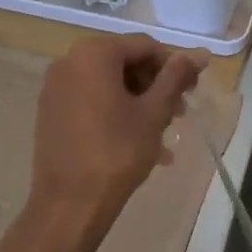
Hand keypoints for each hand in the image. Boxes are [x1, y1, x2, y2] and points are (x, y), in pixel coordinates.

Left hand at [26, 35, 206, 251]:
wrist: (68, 206)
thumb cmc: (117, 152)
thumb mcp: (154, 112)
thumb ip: (176, 77)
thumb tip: (201, 53)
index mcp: (94, 55)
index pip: (144, 46)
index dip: (173, 66)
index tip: (191, 92)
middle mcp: (69, 62)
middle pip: (125, 63)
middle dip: (155, 86)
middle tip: (178, 113)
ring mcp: (55, 89)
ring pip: (109, 84)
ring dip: (139, 103)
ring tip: (163, 134)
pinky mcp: (51, 113)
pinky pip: (91, 101)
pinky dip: (116, 113)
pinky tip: (139, 143)